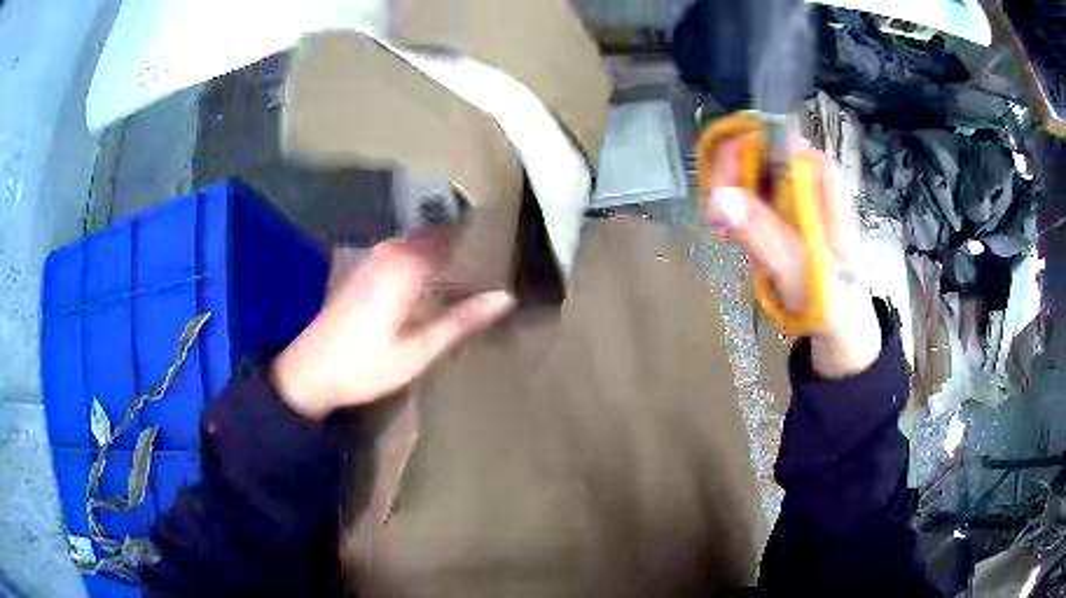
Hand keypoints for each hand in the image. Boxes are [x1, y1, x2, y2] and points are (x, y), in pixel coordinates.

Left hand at [273, 229, 515, 419]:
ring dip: (443, 256)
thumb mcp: (419, 351)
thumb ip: (461, 321)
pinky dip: (423, 265)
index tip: (506, 251)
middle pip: (436, 237)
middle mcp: (389, 253)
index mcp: (405, 265)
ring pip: (419, 246)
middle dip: (463, 247)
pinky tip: (434, 289)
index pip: (452, 235)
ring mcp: (372, 260)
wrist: (309, 373)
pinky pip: (403, 256)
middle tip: (494, 267)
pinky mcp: (363, 272)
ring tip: (471, 277)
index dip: (480, 239)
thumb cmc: (364, 366)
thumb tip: (505, 297)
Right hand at [704, 136, 881, 377]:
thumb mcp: (804, 277)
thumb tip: (719, 198)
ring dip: (725, 192)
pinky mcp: (781, 211)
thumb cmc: (836, 306)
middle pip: (756, 149)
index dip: (741, 149)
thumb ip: (766, 238)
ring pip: (746, 169)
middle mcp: (807, 177)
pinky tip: (729, 232)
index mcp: (823, 181)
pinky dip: (731, 208)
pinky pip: (746, 192)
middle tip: (715, 219)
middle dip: (728, 173)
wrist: (844, 331)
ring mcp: (793, 193)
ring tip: (722, 231)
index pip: (776, 138)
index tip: (717, 186)